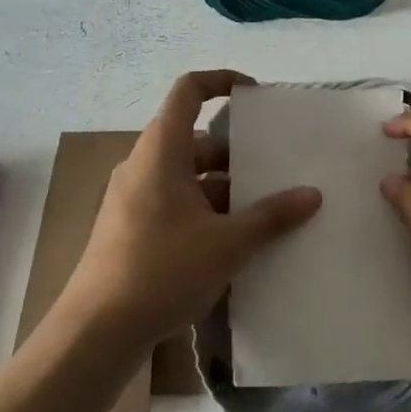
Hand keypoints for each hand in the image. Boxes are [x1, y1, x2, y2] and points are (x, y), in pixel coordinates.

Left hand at [62, 70, 322, 351]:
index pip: (188, 90)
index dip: (221, 81)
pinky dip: (204, 210)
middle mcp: (144, 164)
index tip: (255, 94)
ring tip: (264, 210)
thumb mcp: (227, 243)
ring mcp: (133, 197)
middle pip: (194, 139)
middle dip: (236, 152)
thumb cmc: (162, 270)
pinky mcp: (130, 226)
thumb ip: (271, 216)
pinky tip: (233, 242)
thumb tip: (312, 195)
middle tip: (275, 168)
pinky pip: (174, 201)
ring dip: (223, 187)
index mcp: (161, 150)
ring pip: (186, 175)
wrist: (97, 330)